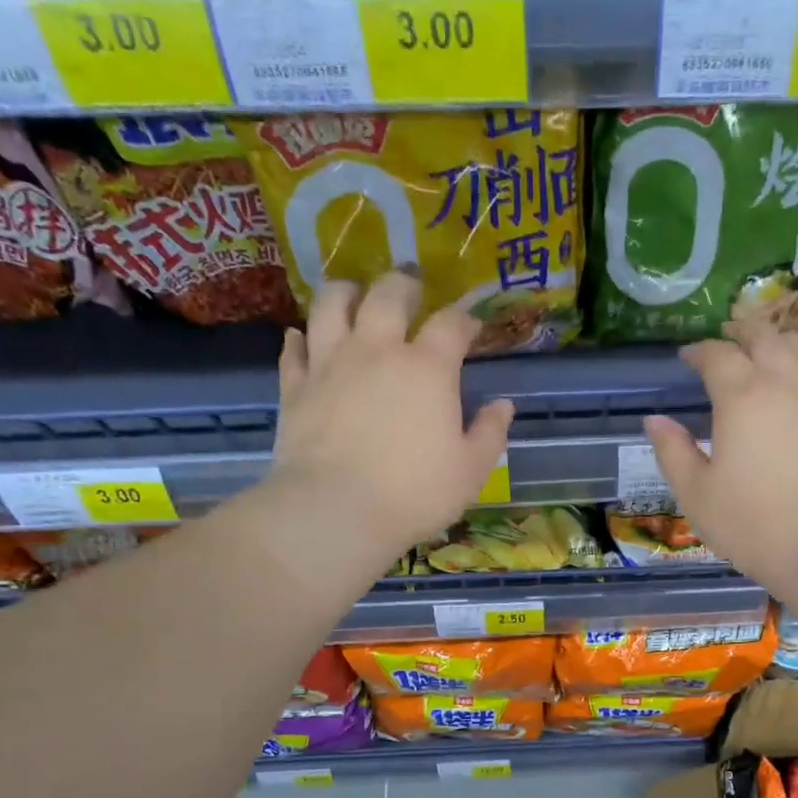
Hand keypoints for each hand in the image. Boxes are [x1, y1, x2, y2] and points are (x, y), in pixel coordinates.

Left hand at [264, 272, 514, 557]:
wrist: (337, 510)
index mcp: (428, 368)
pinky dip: (300, 339)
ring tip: (354, 294)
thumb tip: (503, 405)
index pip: (451, 324)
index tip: (470, 327)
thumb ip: (490, 433)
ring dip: (346, 292)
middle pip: (389, 294)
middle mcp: (378, 350)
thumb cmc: (415, 493)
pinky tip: (303, 339)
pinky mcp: (296, 386)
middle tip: (411, 290)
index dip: (464, 319)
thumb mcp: (471, 471)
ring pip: (332, 304)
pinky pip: (294, 349)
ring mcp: (331, 363)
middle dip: (405, 286)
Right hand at [645, 323, 797, 595]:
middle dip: (739, 331)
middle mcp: (783, 383)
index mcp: (741, 398)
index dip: (699, 351)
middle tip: (724, 338)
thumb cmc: (751, 524)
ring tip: (762, 345)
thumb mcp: (696, 494)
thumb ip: (673, 452)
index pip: (718, 356)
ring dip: (776, 337)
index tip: (686, 357)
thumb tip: (654, 420)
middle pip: (763, 336)